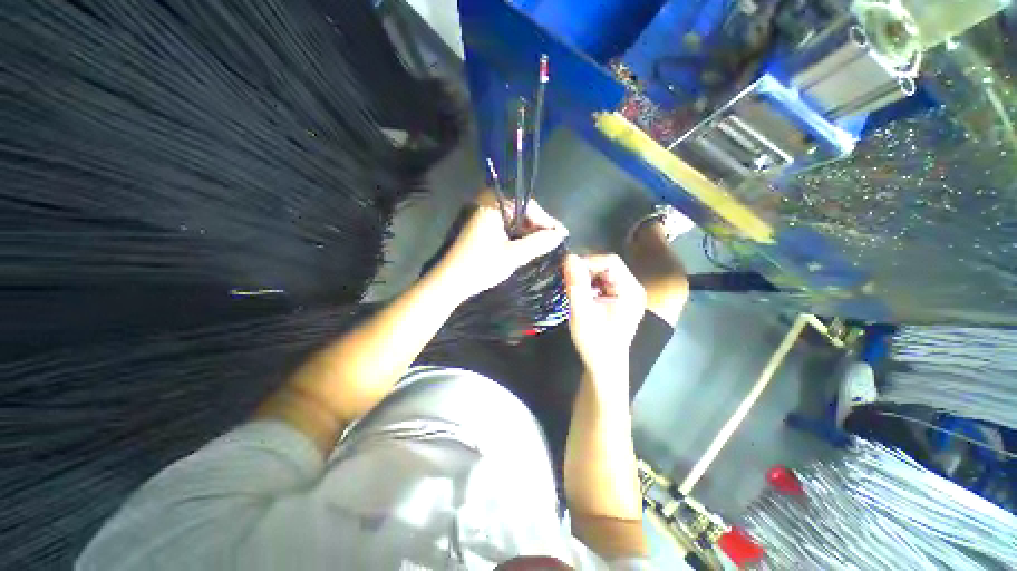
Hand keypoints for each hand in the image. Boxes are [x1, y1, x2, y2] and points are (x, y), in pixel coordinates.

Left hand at [436, 191, 567, 300]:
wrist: (449, 282)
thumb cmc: (480, 266)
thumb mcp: (513, 255)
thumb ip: (539, 243)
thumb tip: (560, 235)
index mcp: (493, 204)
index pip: (529, 206)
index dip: (547, 221)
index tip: (563, 235)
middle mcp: (487, 204)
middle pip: (521, 212)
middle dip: (538, 227)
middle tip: (554, 242)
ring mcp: (482, 216)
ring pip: (513, 221)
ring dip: (528, 233)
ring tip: (544, 246)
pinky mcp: (480, 229)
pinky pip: (504, 228)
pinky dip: (516, 237)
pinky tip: (527, 247)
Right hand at [563, 254, 646, 376]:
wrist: (604, 366)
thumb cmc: (594, 342)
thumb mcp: (581, 313)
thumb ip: (576, 284)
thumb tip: (568, 257)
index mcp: (630, 290)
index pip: (610, 261)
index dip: (587, 261)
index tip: (568, 271)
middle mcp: (633, 288)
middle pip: (607, 265)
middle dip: (585, 269)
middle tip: (567, 279)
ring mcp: (627, 293)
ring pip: (603, 272)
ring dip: (585, 276)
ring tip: (572, 288)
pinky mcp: (619, 299)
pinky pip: (602, 282)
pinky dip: (589, 284)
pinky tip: (581, 294)